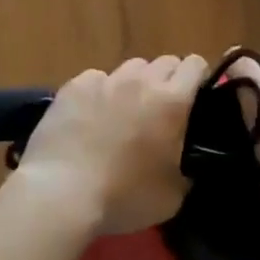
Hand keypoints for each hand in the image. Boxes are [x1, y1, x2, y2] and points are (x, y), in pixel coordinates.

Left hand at [14, 55, 207, 234]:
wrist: (61, 194)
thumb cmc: (123, 196)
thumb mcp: (172, 196)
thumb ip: (187, 169)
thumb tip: (186, 162)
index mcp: (171, 101)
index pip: (195, 64)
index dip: (198, 78)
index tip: (195, 99)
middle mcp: (141, 81)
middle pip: (164, 62)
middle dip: (168, 81)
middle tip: (160, 112)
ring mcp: (105, 80)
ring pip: (131, 68)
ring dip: (135, 84)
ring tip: (125, 112)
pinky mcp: (74, 87)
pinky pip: (96, 78)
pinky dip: (100, 92)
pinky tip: (90, 116)